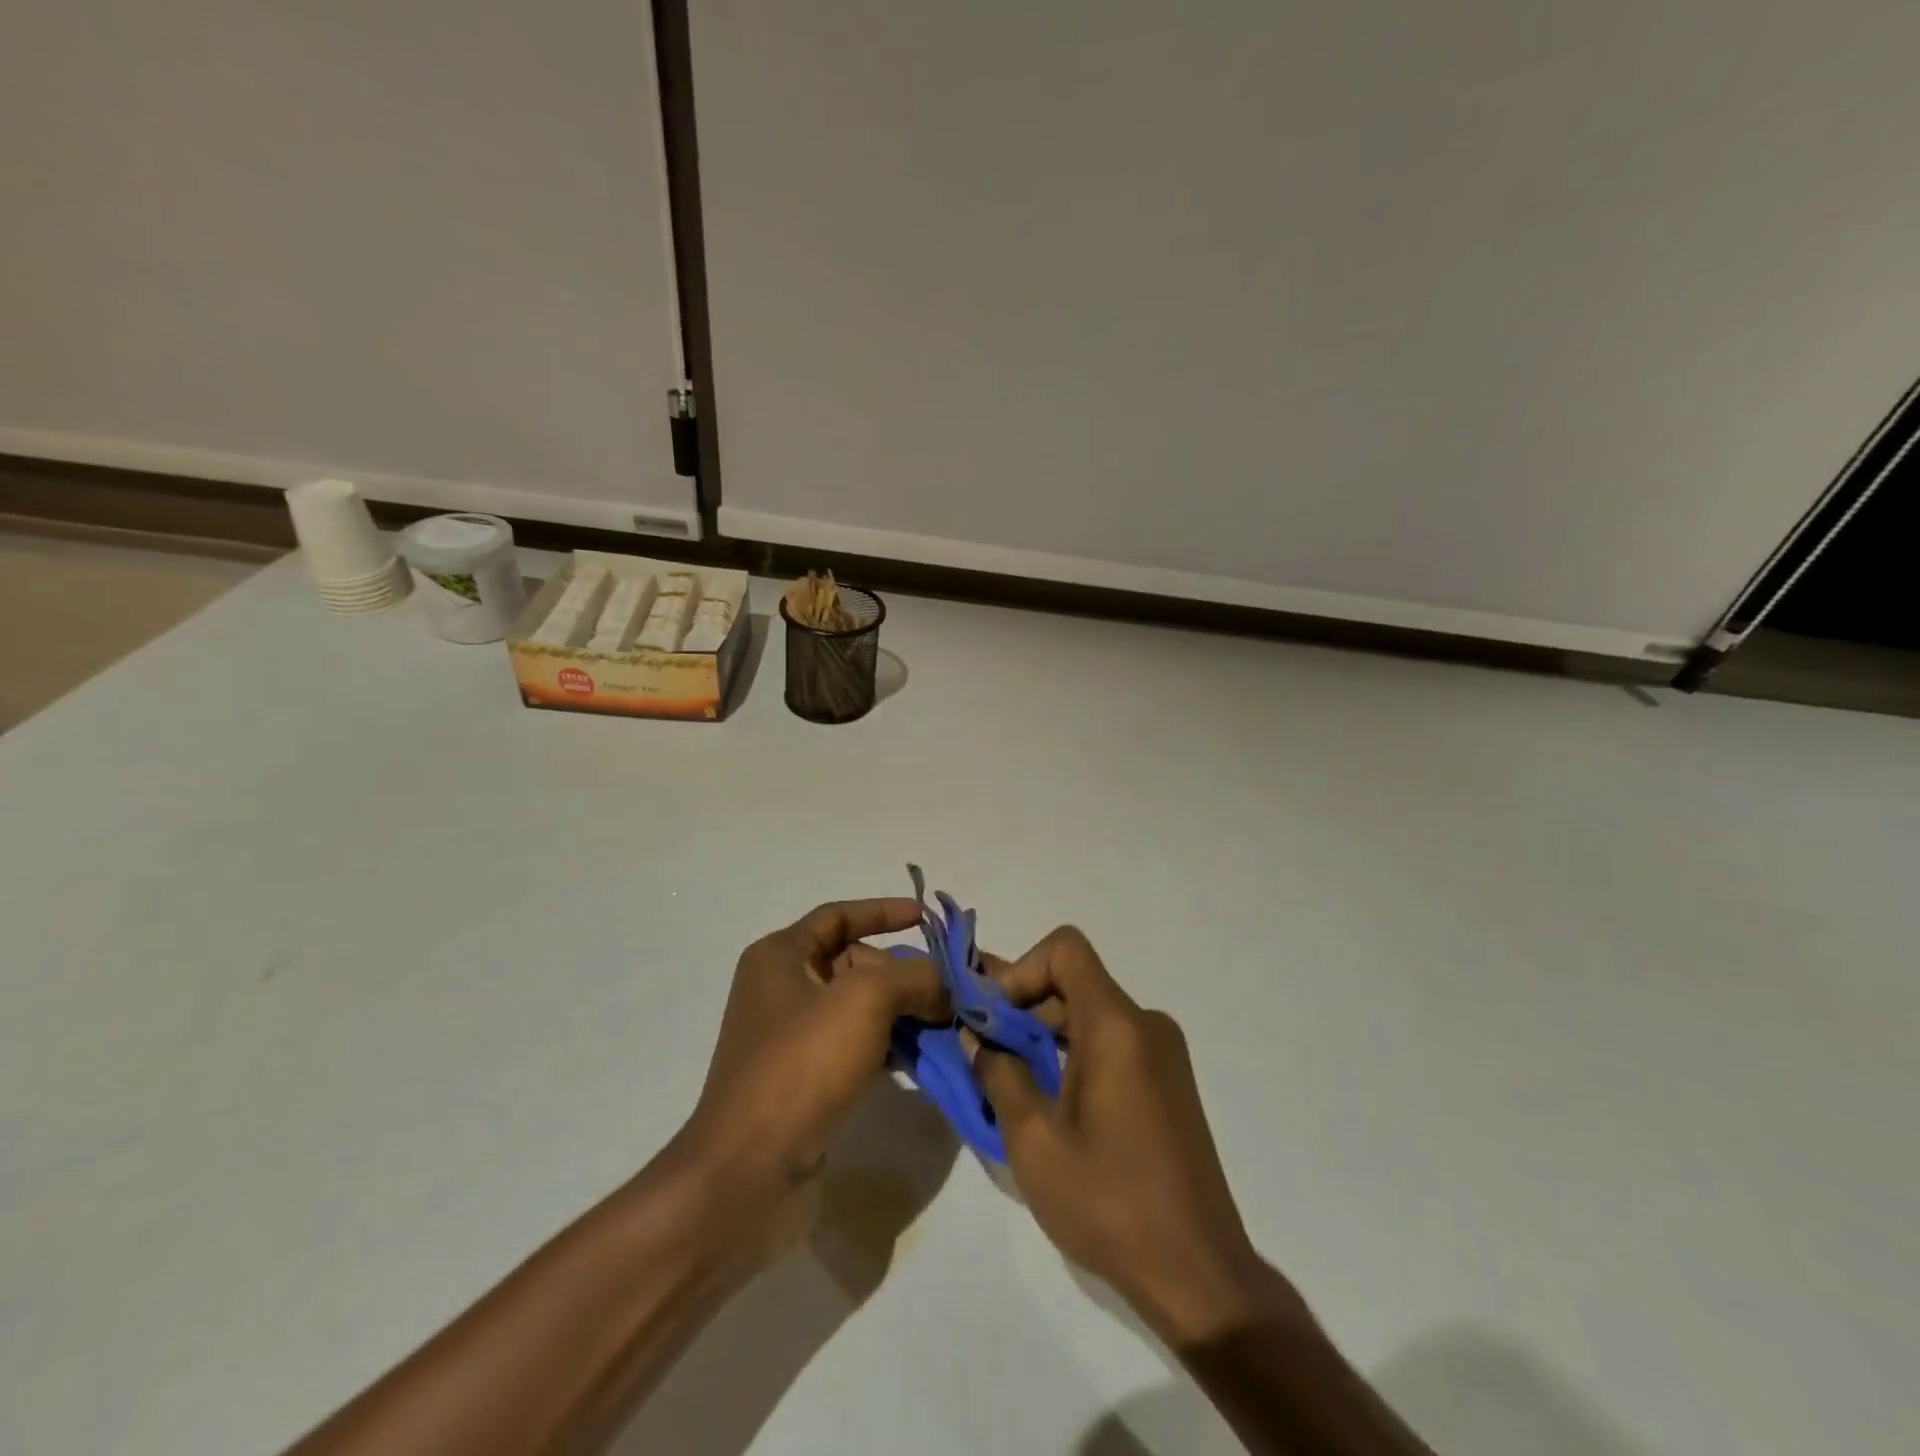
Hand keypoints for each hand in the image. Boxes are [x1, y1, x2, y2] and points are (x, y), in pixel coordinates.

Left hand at [672, 899, 947, 1260]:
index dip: (883, 911)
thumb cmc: (802, 1064)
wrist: (748, 1173)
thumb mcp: (864, 1000)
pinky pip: (856, 1047)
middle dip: (903, 971)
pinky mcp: (805, 1080)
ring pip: (859, 1008)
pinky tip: (923, 1058)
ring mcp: (792, 1038)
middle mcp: (781, 989)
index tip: (927, 918)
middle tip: (950, 987)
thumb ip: (914, 977)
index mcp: (780, 956)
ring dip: (903, 1011)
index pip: (838, 916)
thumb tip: (948, 982)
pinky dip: (889, 1046)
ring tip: (948, 1022)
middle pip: (854, 963)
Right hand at [974, 928, 1298, 1343]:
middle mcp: (1145, 1024)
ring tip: (1010, 1081)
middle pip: (1075, 981)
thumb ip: (997, 1074)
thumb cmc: (1110, 1202)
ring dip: (1046, 1034)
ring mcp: (1163, 1053)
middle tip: (985, 1050)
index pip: (1066, 948)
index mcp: (1116, 1025)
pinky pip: (1112, 1042)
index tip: (995, 1017)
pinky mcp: (1169, 1082)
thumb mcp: (1034, 1141)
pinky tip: (1052, 1104)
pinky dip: (1074, 1054)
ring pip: (1091, 1014)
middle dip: (1024, 1006)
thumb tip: (976, 1036)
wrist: (1200, 1274)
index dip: (1022, 969)